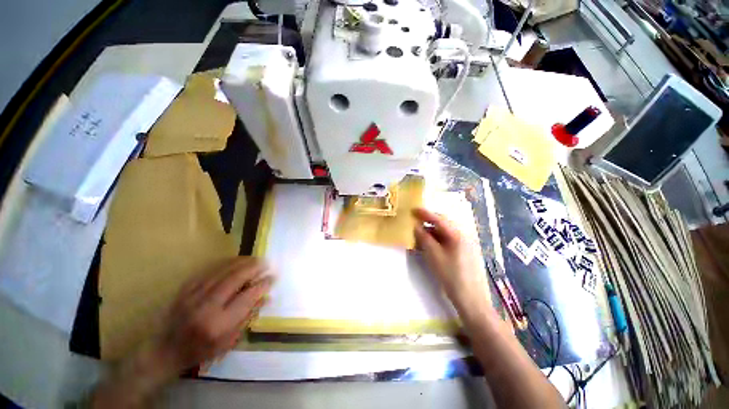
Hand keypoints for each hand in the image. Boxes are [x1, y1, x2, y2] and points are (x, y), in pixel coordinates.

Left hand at [153, 256, 272, 374]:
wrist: (166, 350)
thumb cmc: (201, 350)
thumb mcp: (229, 340)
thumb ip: (248, 316)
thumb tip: (267, 297)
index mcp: (218, 324)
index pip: (247, 298)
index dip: (262, 285)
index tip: (273, 277)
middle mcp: (206, 307)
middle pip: (235, 279)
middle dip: (254, 268)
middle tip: (266, 263)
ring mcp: (193, 296)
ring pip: (222, 271)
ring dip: (242, 262)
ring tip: (255, 258)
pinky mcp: (185, 289)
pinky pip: (208, 270)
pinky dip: (225, 263)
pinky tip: (235, 260)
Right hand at [413, 208, 489, 312]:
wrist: (471, 299)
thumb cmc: (451, 276)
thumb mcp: (434, 256)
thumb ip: (424, 238)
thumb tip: (416, 226)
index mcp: (458, 234)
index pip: (439, 219)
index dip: (425, 214)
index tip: (413, 210)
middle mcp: (464, 235)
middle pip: (444, 224)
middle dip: (429, 221)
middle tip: (415, 221)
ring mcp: (467, 244)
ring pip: (446, 232)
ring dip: (432, 231)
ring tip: (420, 234)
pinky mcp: (466, 252)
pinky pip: (449, 240)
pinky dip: (438, 239)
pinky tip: (430, 244)